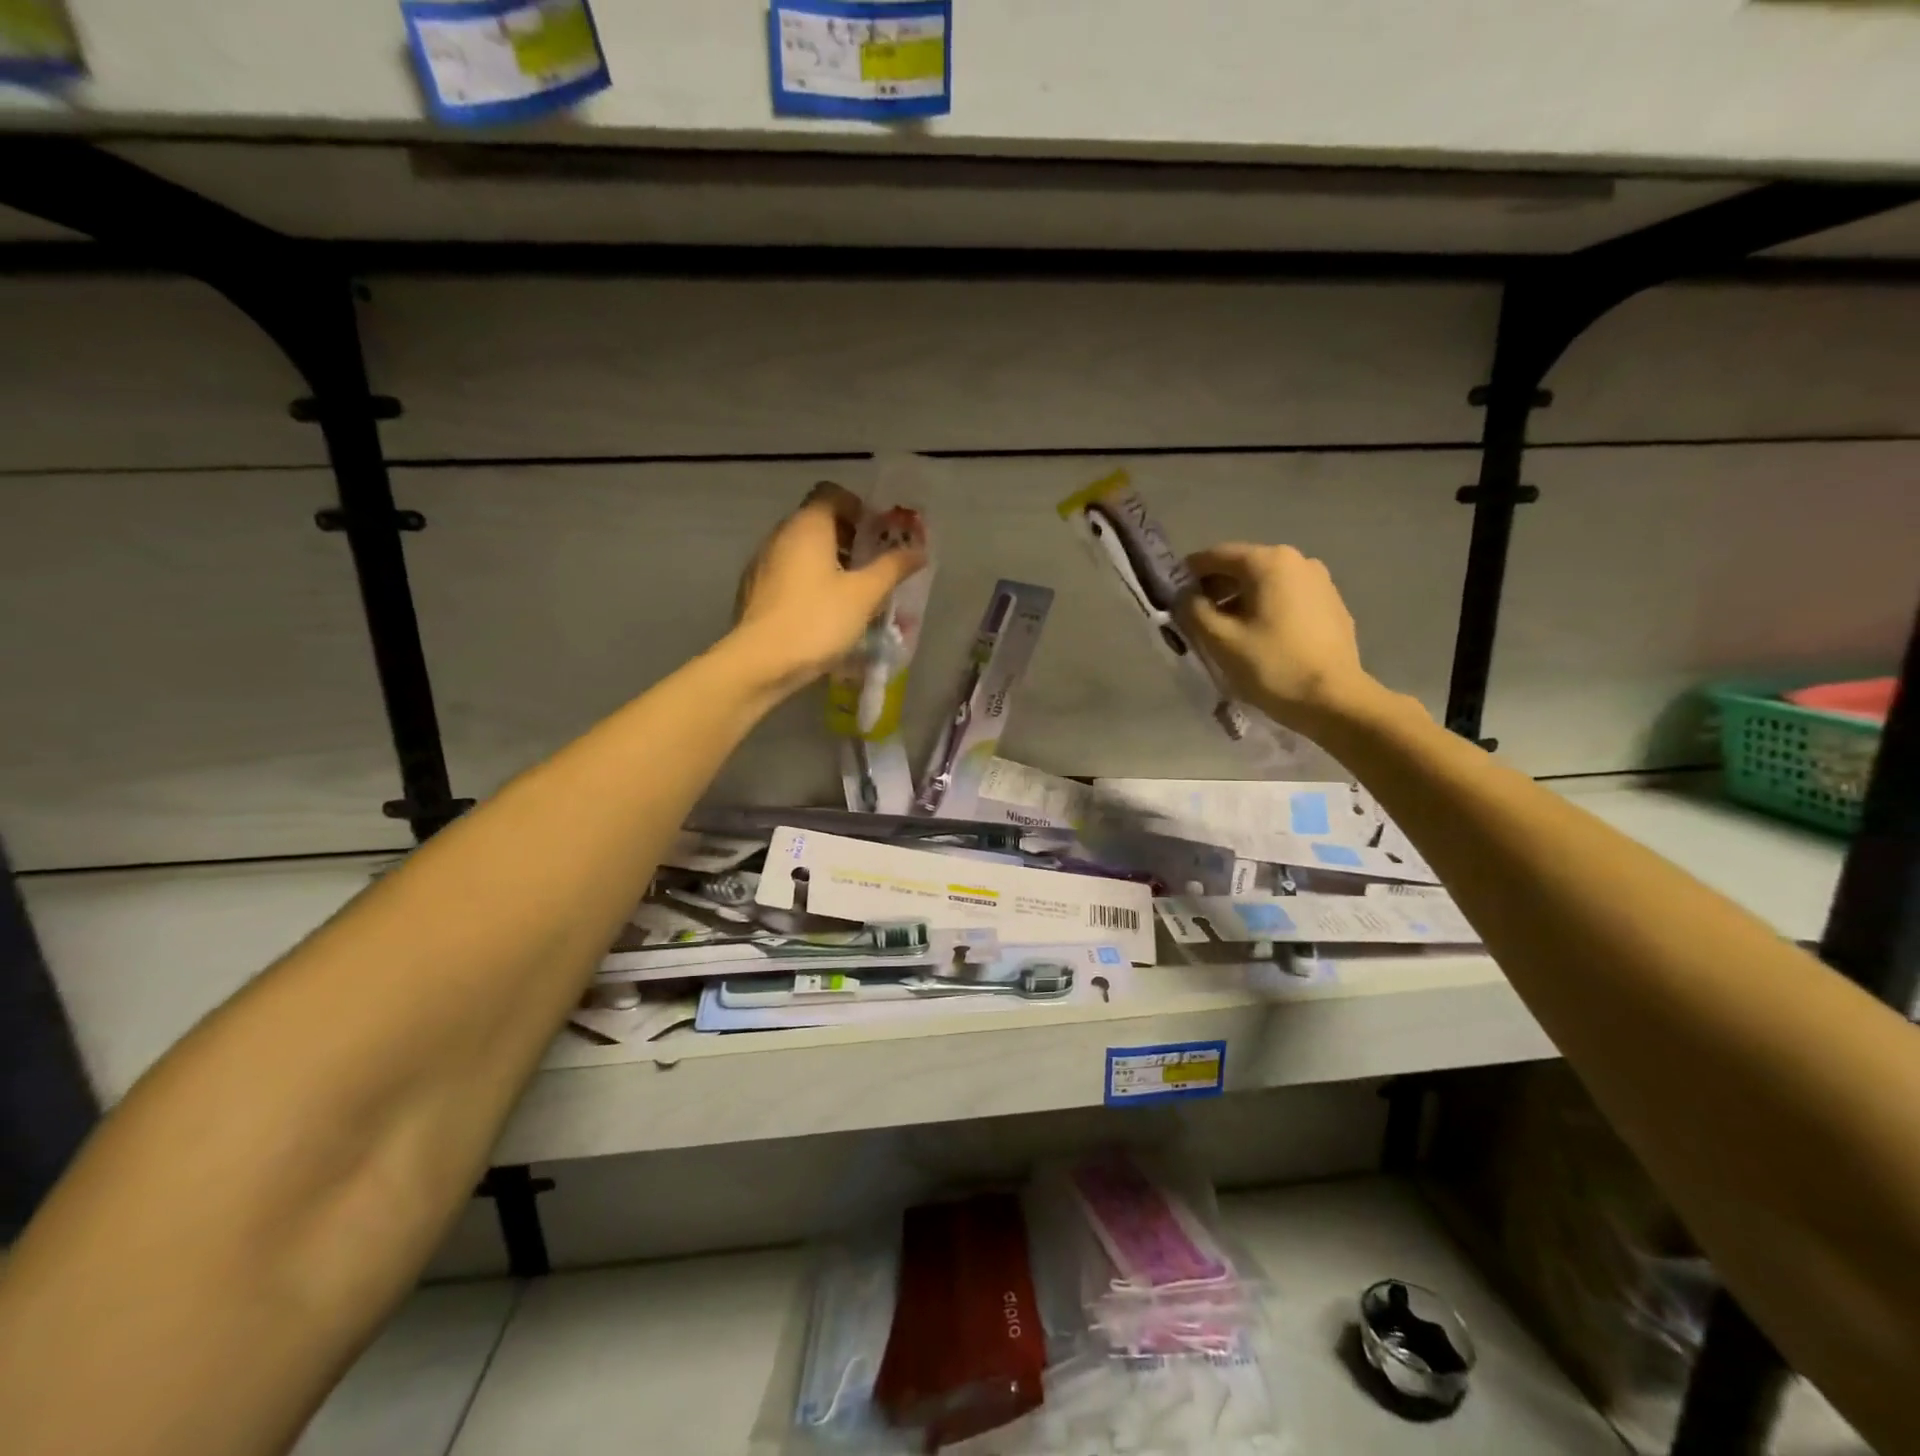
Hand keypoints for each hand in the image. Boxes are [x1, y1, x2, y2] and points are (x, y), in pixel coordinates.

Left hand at [730, 482, 927, 695]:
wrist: (760, 662)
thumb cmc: (817, 621)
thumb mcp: (864, 595)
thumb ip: (892, 568)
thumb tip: (919, 551)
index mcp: (807, 525)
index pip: (831, 493)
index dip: (857, 507)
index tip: (877, 534)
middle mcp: (780, 534)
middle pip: (816, 520)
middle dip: (847, 537)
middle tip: (872, 565)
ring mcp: (761, 562)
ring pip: (800, 549)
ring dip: (827, 561)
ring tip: (851, 592)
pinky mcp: (753, 590)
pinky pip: (787, 573)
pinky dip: (808, 581)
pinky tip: (822, 611)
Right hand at [1176, 543, 1383, 733]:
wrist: (1334, 701)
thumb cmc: (1272, 666)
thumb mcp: (1219, 640)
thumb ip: (1192, 611)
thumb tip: (1184, 597)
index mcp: (1269, 562)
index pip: (1216, 555)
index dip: (1188, 573)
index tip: (1172, 596)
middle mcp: (1298, 561)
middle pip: (1243, 567)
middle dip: (1216, 589)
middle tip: (1196, 619)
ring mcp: (1321, 582)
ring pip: (1266, 584)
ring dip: (1241, 601)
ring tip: (1227, 632)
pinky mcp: (1332, 606)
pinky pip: (1288, 599)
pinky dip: (1266, 610)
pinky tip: (1260, 639)